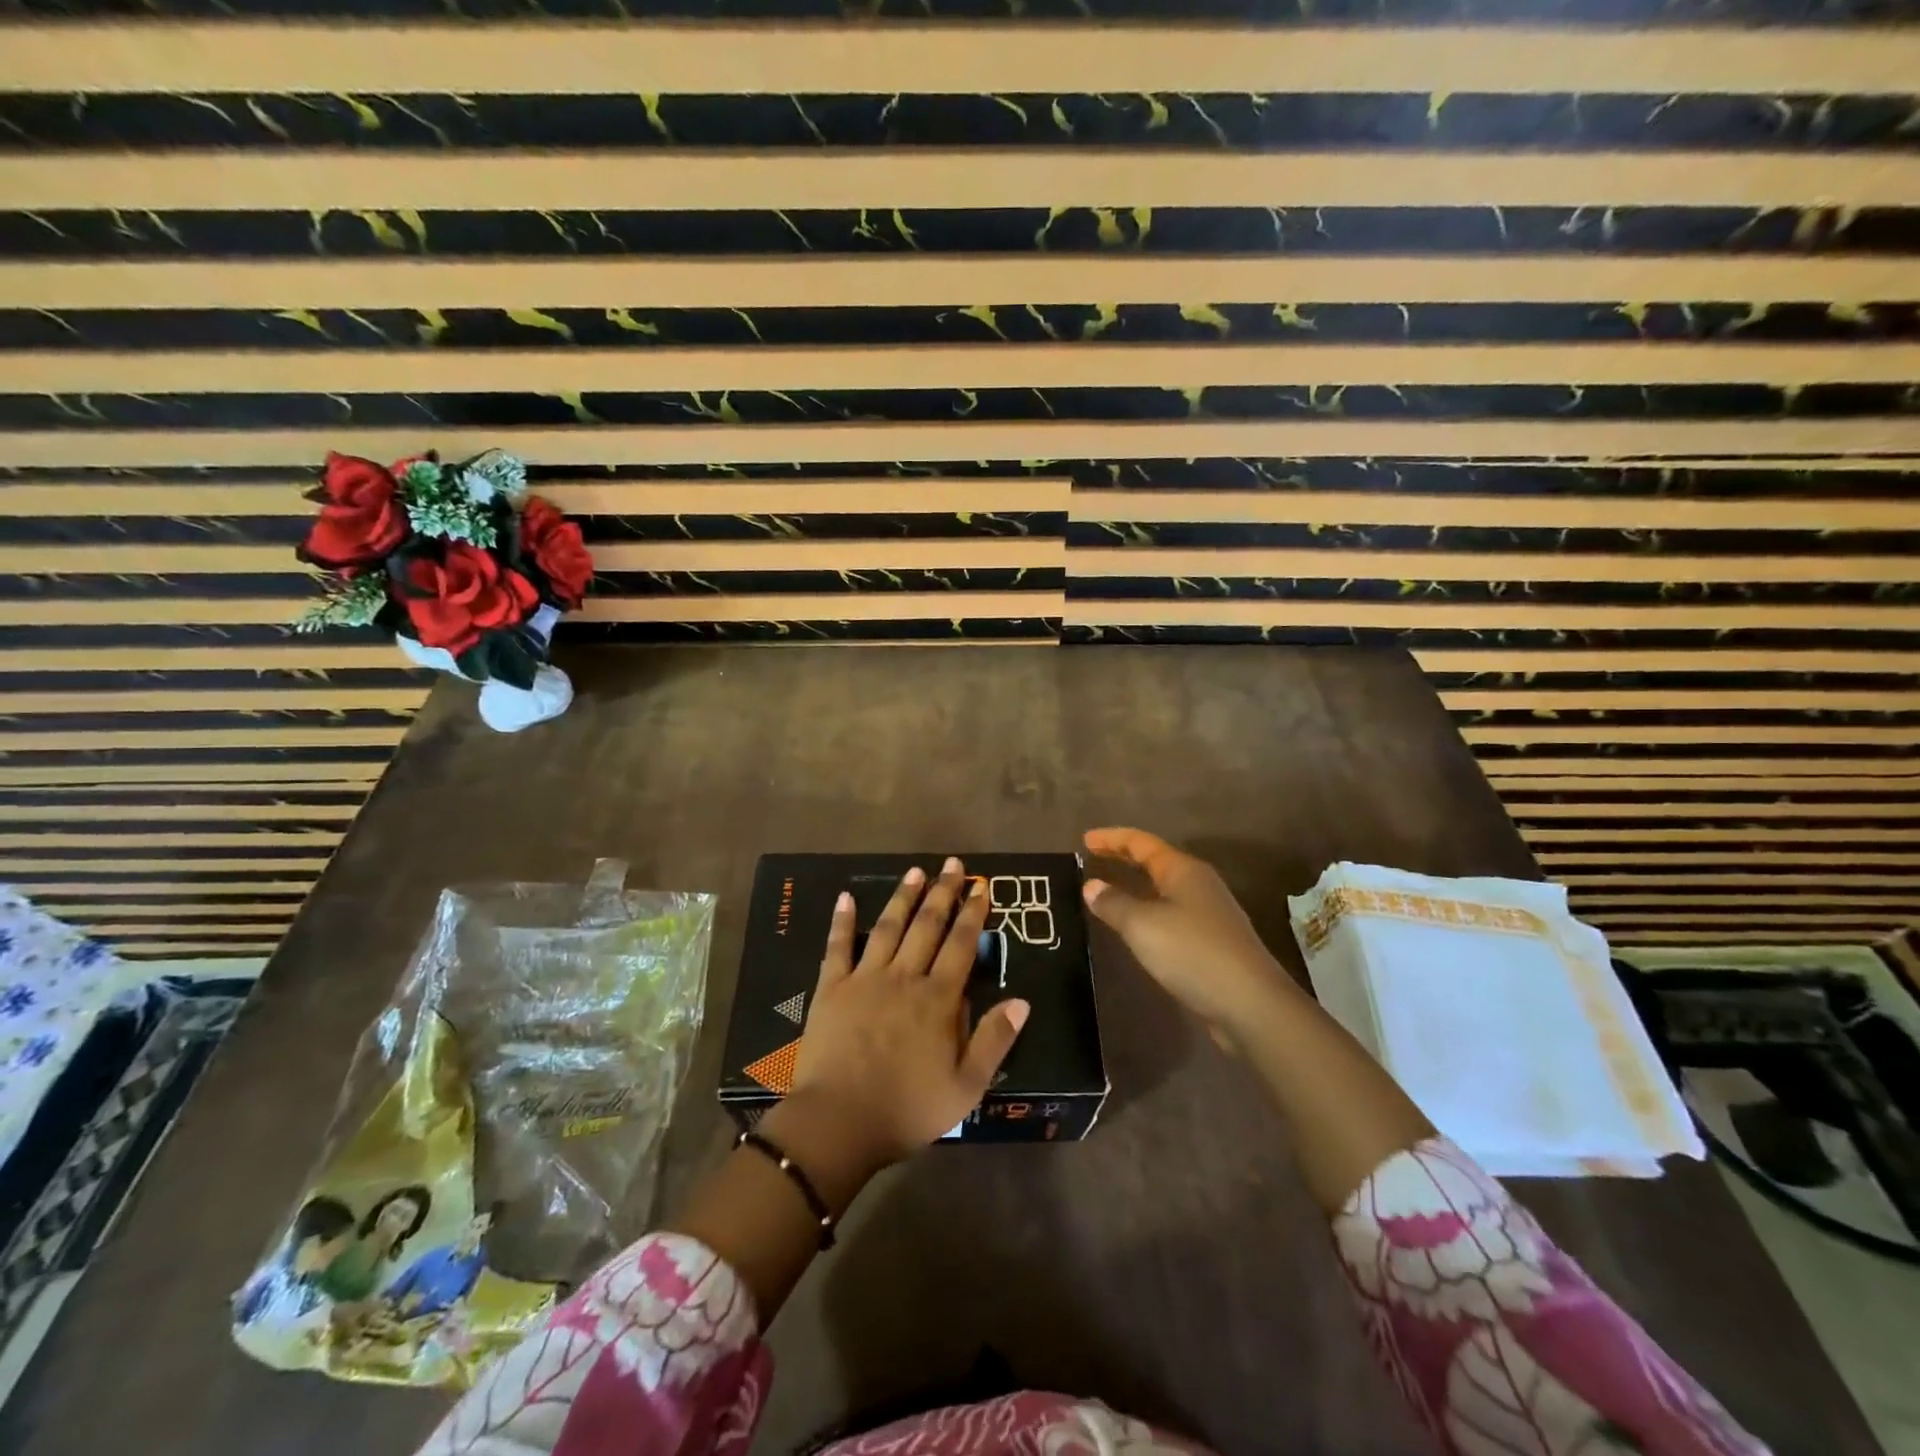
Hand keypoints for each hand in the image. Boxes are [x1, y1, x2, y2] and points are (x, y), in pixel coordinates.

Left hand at [786, 858, 1030, 1173]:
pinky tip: (846, 897)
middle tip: (952, 864)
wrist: (838, 1122)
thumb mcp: (966, 1086)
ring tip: (915, 871)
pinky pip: (838, 947)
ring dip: (903, 897)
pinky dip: (843, 921)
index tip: (981, 886)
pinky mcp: (832, 988)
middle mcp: (904, 977)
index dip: (973, 913)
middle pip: (927, 926)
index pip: (962, 945)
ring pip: (889, 928)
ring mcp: (865, 979)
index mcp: (938, 999)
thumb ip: (994, 1040)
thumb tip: (1022, 1001)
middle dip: (943, 893)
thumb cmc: (907, 1109)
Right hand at [1081, 827, 1295, 1036]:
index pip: (1141, 842)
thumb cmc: (1193, 953)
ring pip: (1165, 888)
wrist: (1251, 1004)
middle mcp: (1199, 884)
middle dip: (1124, 857)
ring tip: (1110, 889)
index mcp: (1183, 870)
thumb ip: (1113, 903)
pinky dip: (1149, 910)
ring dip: (1137, 884)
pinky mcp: (1213, 941)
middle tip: (1093, 857)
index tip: (1084, 839)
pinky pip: (1172, 913)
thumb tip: (1091, 885)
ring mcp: (1210, 913)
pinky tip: (1138, 927)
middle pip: (1155, 861)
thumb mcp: (1142, 926)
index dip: (1112, 838)